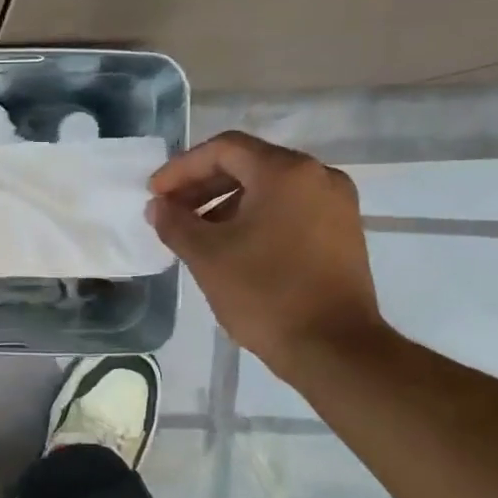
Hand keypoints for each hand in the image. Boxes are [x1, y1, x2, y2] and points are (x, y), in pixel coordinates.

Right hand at [148, 132, 385, 381]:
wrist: (333, 348)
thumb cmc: (265, 293)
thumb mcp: (207, 256)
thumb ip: (175, 223)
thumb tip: (158, 207)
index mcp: (286, 172)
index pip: (224, 149)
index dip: (181, 168)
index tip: (155, 194)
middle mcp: (318, 176)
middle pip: (248, 164)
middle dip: (202, 185)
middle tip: (170, 211)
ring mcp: (336, 204)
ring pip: (269, 188)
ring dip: (225, 203)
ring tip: (195, 233)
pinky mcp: (342, 232)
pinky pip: (289, 209)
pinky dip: (254, 217)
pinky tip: (231, 246)